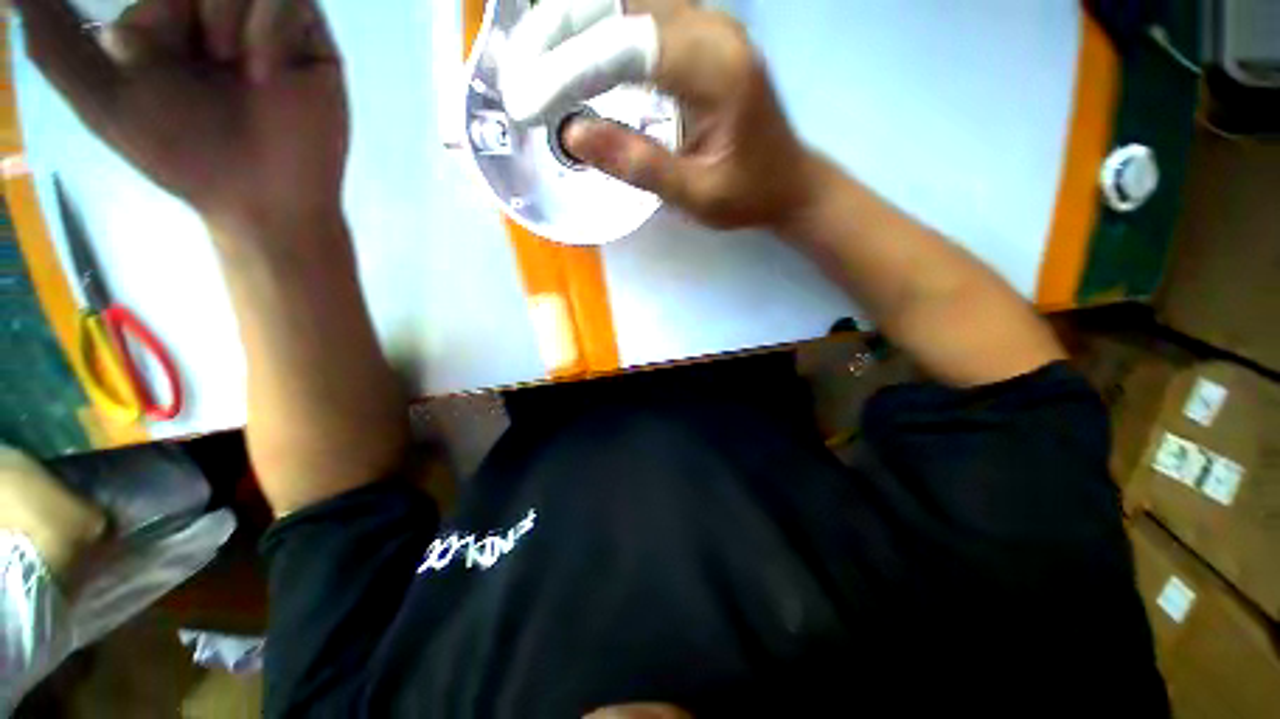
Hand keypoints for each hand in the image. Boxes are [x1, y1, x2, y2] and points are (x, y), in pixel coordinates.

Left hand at [14, 0, 347, 242]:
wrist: (262, 199)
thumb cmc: (181, 153)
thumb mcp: (99, 96)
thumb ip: (53, 39)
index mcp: (169, 29)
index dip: (157, 12)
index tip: (138, 55)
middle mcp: (217, 21)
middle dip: (187, 10)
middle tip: (202, 60)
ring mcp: (267, 29)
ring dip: (224, 18)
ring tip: (236, 71)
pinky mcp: (311, 42)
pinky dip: (268, 28)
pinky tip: (262, 74)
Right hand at [501, 0, 815, 230]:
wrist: (787, 181)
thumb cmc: (746, 195)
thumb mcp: (696, 195)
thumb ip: (640, 165)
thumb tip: (572, 132)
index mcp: (716, 69)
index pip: (627, 45)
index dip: (568, 68)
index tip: (526, 105)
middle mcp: (710, 28)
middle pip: (617, 3)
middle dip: (555, 35)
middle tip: (517, 84)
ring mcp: (703, 23)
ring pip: (620, 1)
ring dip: (566, 27)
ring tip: (529, 71)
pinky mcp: (694, 34)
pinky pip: (631, 15)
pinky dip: (590, 31)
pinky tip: (565, 55)